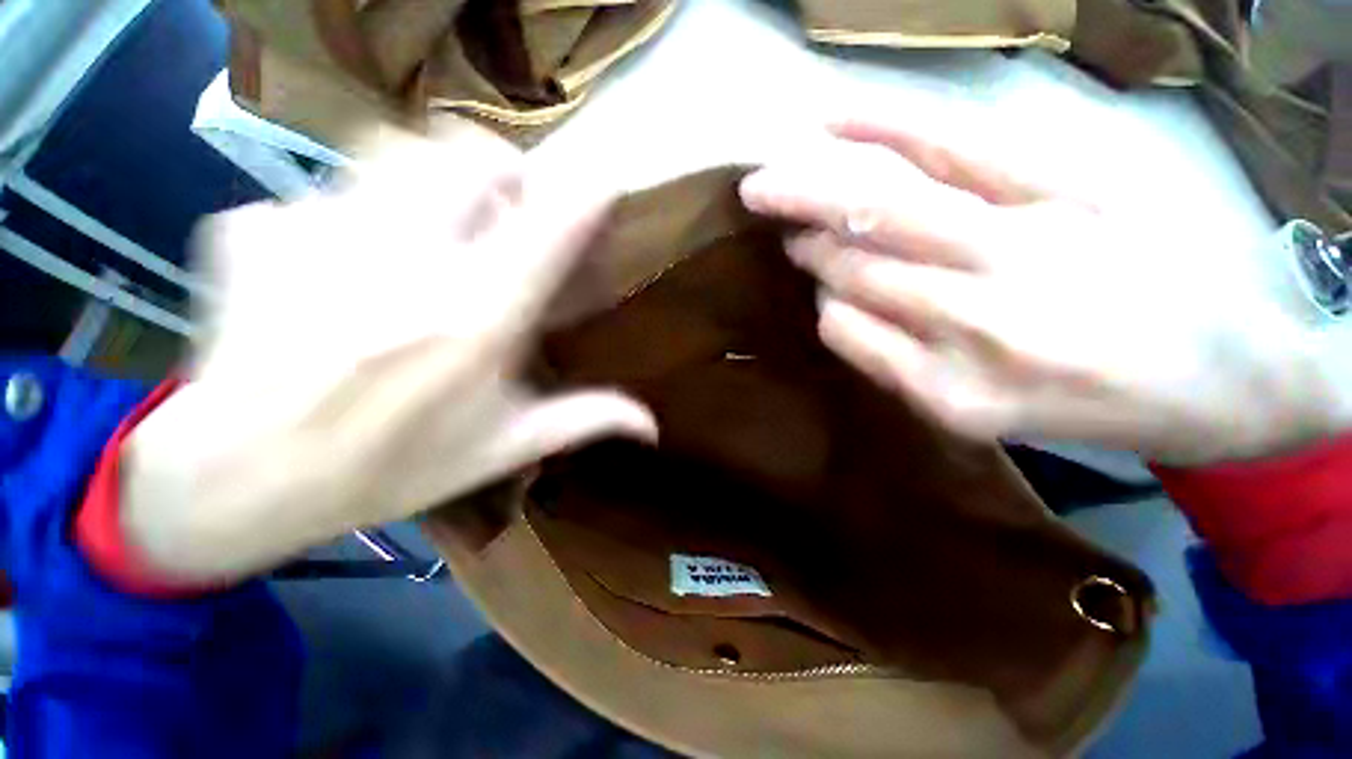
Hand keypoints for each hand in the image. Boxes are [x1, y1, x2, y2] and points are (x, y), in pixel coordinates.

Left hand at [123, 126, 654, 582]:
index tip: (605, 187)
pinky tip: (333, 266)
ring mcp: (321, 237)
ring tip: (426, 222)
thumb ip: (584, 420)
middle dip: (498, 170)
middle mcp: (408, 264)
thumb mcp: (503, 448)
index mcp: (478, 322)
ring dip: (425, 177)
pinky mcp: (254, 233)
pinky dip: (338, 217)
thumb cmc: (389, 469)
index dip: (588, 197)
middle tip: (502, 206)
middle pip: (465, 157)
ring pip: (390, 150)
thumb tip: (652, 424)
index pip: (550, 230)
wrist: (240, 479)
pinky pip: (315, 194)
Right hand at [740, 115, 1350, 465]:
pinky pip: (954, 145)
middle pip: (852, 255)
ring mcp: (1020, 244)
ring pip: (882, 203)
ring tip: (782, 173)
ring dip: (818, 185)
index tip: (802, 260)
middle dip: (796, 220)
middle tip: (758, 197)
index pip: (841, 322)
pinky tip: (834, 117)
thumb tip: (830, 303)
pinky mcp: (1067, 184)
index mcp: (949, 387)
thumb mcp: (971, 413)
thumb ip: (889, 365)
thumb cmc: (1087, 405)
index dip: (816, 287)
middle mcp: (973, 318)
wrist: (1221, 377)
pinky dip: (886, 125)